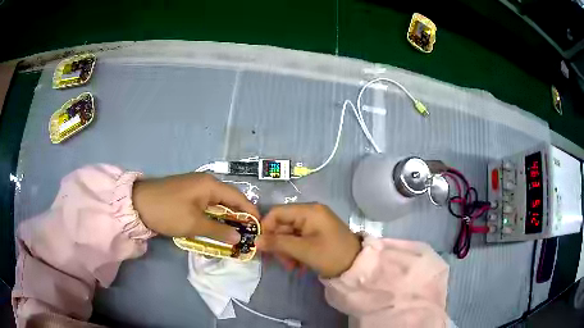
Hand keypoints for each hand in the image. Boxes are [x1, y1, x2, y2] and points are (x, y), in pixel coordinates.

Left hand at [132, 173, 258, 243]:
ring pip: (218, 203)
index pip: (238, 197)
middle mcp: (206, 182)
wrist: (138, 203)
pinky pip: (207, 205)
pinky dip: (213, 216)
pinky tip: (215, 227)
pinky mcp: (187, 194)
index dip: (250, 212)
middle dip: (239, 217)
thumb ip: (218, 230)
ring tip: (234, 234)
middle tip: (247, 234)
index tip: (259, 227)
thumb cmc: (168, 211)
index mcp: (210, 185)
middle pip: (229, 199)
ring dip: (226, 218)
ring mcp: (195, 187)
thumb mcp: (194, 224)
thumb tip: (239, 237)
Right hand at [256, 203, 360, 277]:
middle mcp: (310, 213)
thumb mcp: (303, 250)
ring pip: (289, 235)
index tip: (262, 246)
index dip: (266, 228)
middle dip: (279, 244)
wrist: (357, 266)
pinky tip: (299, 266)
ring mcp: (314, 224)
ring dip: (286, 251)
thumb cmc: (331, 255)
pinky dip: (295, 252)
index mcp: (309, 211)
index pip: (277, 212)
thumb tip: (255, 240)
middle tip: (281, 262)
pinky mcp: (316, 234)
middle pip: (282, 225)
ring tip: (292, 267)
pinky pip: (298, 240)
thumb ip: (278, 243)